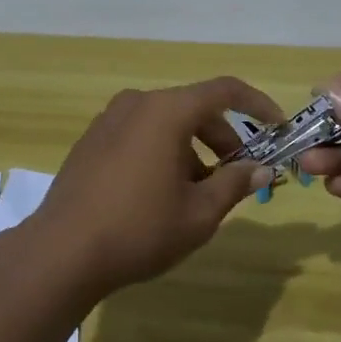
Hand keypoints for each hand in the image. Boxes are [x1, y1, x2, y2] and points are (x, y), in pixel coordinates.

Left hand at [32, 78, 282, 297]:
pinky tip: (161, 193)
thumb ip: (235, 184)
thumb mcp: (199, 213)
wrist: (63, 250)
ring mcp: (110, 118)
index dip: (257, 104)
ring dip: (192, 149)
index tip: (278, 126)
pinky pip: (140, 133)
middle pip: (194, 108)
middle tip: (239, 175)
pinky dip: (163, 151)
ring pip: (166, 122)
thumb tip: (263, 168)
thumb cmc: (140, 228)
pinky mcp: (92, 139)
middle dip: (223, 138)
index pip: (224, 91)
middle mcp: (138, 102)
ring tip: (198, 194)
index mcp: (167, 110)